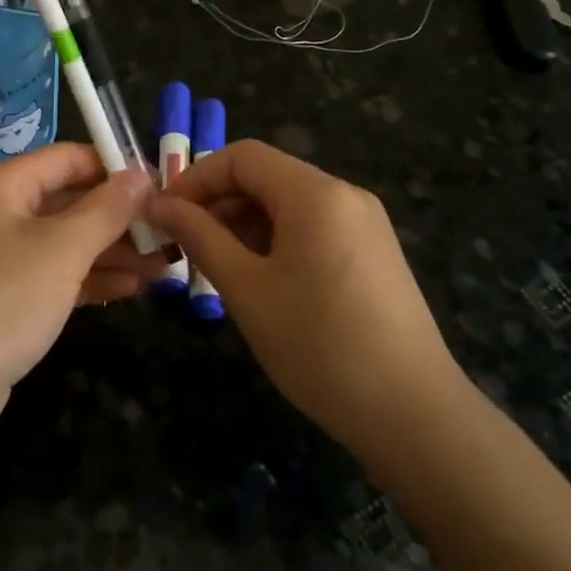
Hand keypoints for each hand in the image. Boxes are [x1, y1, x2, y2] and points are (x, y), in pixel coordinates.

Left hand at [0, 144, 161, 413]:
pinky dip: (90, 279)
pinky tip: (133, 287)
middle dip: (119, 218)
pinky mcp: (3, 299)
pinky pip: (53, 276)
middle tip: (170, 231)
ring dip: (112, 251)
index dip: (114, 167)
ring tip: (165, 264)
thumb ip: (107, 209)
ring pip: (64, 243)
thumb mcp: (62, 249)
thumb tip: (142, 174)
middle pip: (68, 201)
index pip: (67, 158)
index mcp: (0, 186)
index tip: (161, 184)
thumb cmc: (1, 300)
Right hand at [147, 140, 466, 457]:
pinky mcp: (375, 254)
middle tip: (185, 248)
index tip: (165, 216)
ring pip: (289, 205)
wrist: (413, 413)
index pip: (242, 157)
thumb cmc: (318, 344)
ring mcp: (366, 224)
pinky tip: (262, 283)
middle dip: (219, 205)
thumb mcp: (246, 288)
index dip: (196, 178)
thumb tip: (157, 203)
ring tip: (219, 271)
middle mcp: (345, 195)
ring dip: (246, 226)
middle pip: (267, 178)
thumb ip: (199, 236)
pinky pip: (314, 229)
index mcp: (315, 192)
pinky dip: (278, 242)